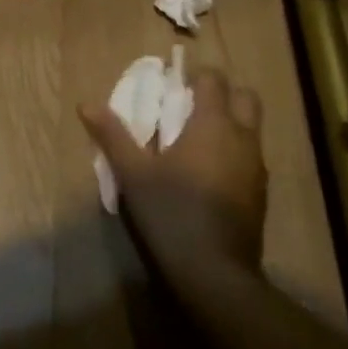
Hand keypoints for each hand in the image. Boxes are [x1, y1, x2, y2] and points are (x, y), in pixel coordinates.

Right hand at [79, 69, 265, 295]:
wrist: (215, 274)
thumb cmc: (171, 213)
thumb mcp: (133, 173)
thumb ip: (113, 135)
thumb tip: (86, 104)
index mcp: (213, 124)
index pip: (214, 80)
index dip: (196, 74)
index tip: (175, 82)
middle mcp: (243, 138)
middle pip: (245, 97)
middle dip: (224, 93)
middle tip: (191, 105)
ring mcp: (257, 167)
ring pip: (252, 129)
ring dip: (231, 123)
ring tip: (197, 140)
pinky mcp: (261, 194)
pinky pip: (251, 157)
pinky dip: (235, 152)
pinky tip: (210, 173)